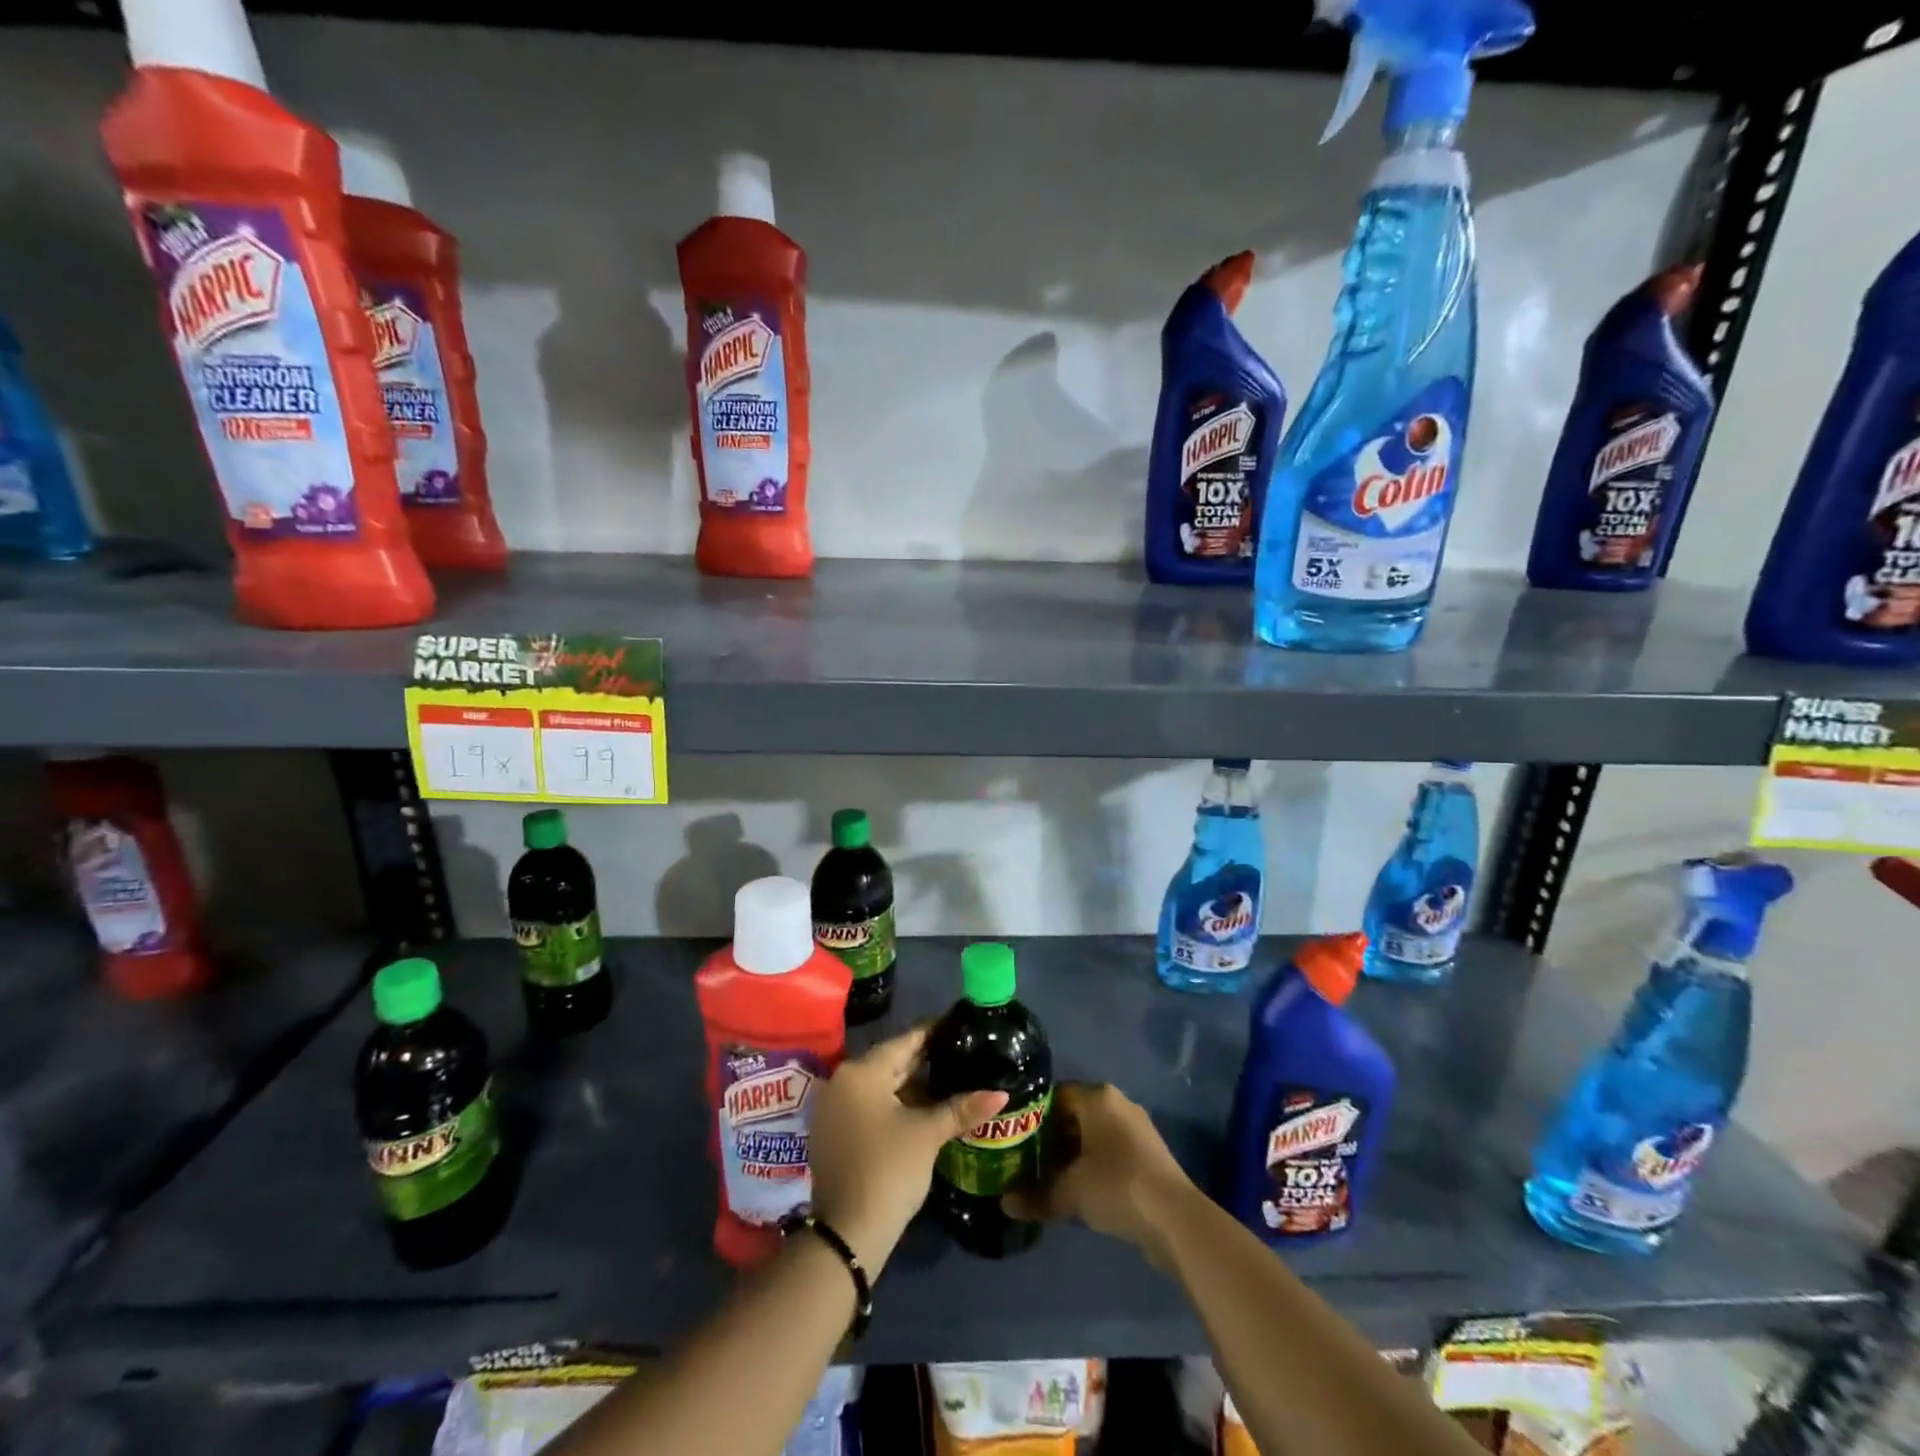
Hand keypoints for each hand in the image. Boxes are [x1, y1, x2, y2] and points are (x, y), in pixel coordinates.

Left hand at [808, 1027, 1006, 1272]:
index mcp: (861, 1071)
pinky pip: (869, 1105)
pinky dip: (894, 1103)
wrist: (848, 1233)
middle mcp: (842, 1081)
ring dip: (911, 1085)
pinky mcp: (834, 1132)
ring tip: (950, 1080)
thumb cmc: (889, 1169)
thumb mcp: (928, 1134)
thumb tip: (1001, 1094)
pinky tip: (923, 1108)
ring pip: (880, 1085)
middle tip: (961, 1054)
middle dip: (925, 1060)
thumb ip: (963, 1108)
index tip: (960, 1026)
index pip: (905, 1041)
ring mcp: (834, 1108)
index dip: (934, 1033)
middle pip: (891, 1062)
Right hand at [1002, 1083, 1193, 1264]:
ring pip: (1093, 1135)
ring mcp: (1137, 1129)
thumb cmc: (1116, 1186)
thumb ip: (1035, 1196)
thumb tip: (1005, 1203)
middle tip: (1028, 1163)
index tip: (1017, 1140)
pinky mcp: (1148, 1155)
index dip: (1034, 1117)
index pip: (1055, 1096)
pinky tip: (1080, 1192)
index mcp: (1098, 1097)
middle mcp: (1118, 1104)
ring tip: (1049, 1180)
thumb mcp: (1069, 1192)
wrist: (1174, 1219)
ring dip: (1072, 1156)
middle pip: (1074, 1115)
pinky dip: (1093, 1166)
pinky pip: (1111, 1152)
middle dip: (1052, 1139)